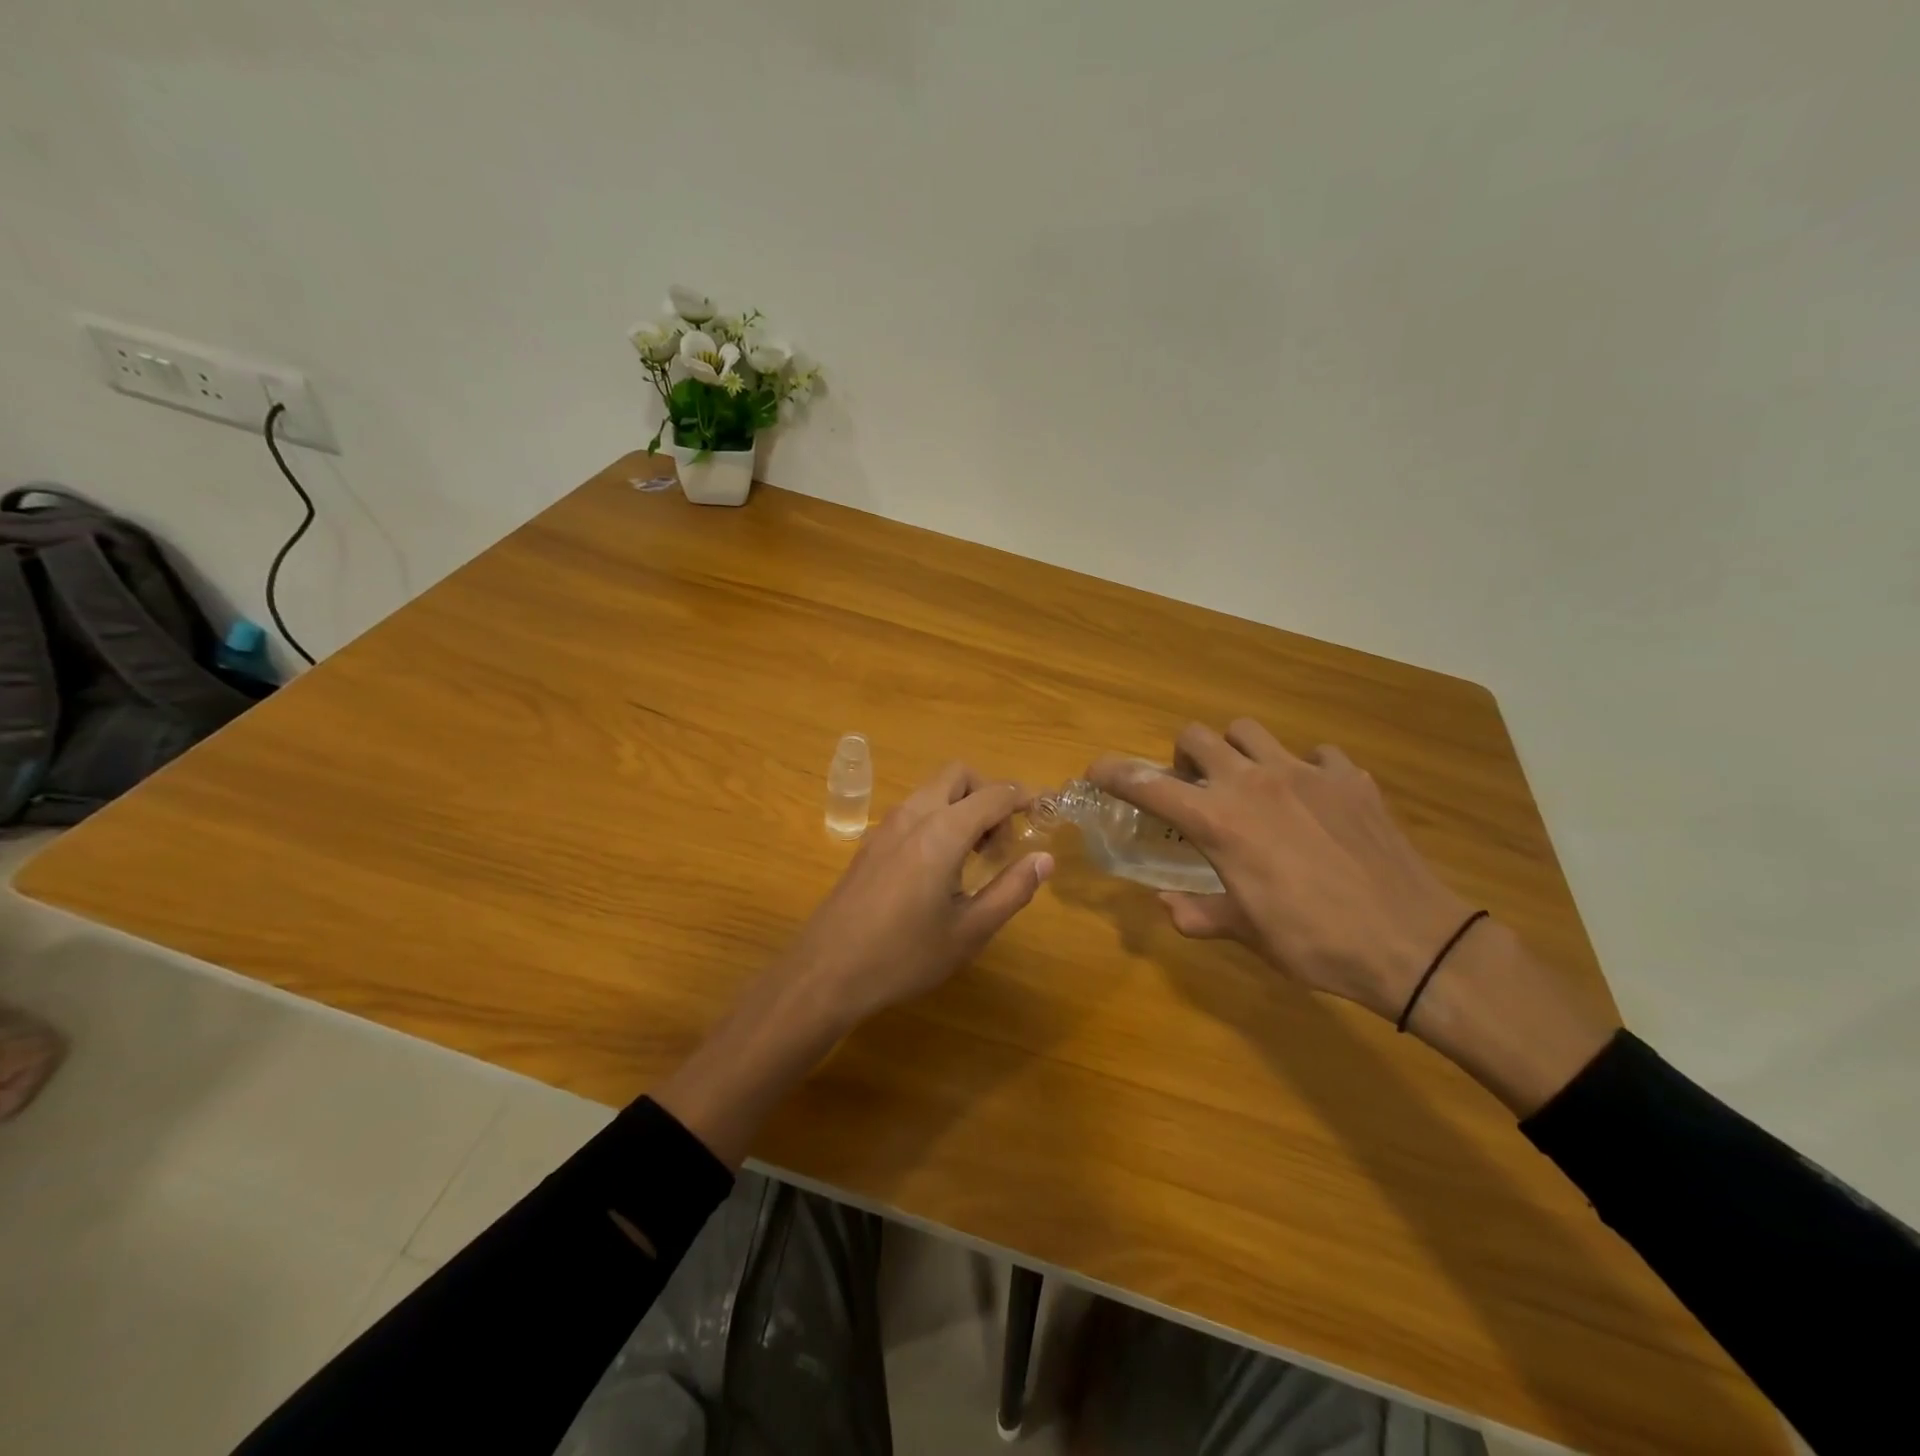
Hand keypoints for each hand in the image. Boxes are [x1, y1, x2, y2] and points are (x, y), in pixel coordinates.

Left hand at [658, 763, 1051, 1166]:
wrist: (826, 972)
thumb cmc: (904, 955)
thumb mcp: (969, 931)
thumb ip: (1012, 890)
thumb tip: (1044, 859)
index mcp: (942, 831)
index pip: (994, 794)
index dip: (1025, 798)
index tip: (1045, 814)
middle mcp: (913, 815)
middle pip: (958, 775)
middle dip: (989, 793)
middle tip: (1002, 840)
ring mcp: (886, 826)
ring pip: (932, 790)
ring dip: (962, 805)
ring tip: (975, 856)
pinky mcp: (870, 843)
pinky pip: (913, 810)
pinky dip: (938, 818)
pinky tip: (939, 867)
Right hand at [1090, 720, 1474, 1022]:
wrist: (1412, 942)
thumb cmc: (1315, 942)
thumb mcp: (1246, 934)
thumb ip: (1198, 914)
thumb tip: (1167, 905)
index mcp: (1219, 822)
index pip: (1149, 785)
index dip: (1114, 773)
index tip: (1096, 771)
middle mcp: (1254, 783)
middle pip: (1198, 736)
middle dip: (1182, 756)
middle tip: (1193, 788)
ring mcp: (1306, 774)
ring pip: (1250, 731)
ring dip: (1236, 751)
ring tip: (1249, 785)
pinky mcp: (1350, 778)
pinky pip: (1316, 754)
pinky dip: (1304, 769)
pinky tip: (1314, 801)